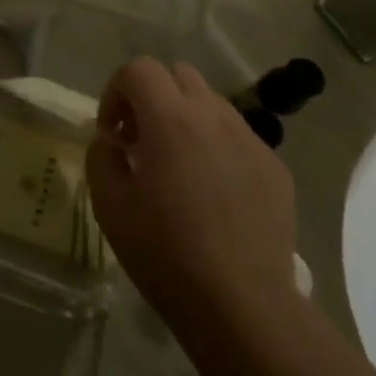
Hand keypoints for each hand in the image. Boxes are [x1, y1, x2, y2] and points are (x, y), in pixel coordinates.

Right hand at [86, 57, 303, 357]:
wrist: (243, 306)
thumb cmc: (166, 254)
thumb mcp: (109, 205)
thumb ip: (101, 157)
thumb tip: (110, 140)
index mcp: (171, 119)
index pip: (139, 69)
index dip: (116, 91)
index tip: (112, 133)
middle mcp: (214, 116)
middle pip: (178, 74)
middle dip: (152, 96)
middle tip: (140, 140)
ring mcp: (250, 140)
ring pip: (211, 103)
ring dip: (185, 119)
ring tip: (177, 166)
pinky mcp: (275, 167)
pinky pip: (237, 137)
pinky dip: (216, 146)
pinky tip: (211, 193)